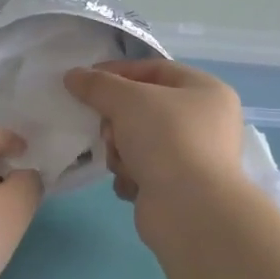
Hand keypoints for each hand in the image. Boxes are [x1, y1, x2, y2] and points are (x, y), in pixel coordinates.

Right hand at [62, 59, 245, 232]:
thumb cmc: (167, 140)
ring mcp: (192, 156)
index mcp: (206, 91)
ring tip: (123, 163)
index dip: (118, 72)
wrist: (190, 209)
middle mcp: (204, 121)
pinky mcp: (177, 186)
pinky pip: (142, 171)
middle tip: (109, 131)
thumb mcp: (128, 101)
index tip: (85, 81)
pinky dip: (132, 176)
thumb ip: (98, 85)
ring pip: (138, 141)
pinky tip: (134, 184)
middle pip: (143, 108)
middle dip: (118, 121)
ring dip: (121, 151)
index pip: (155, 69)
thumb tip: (73, 76)